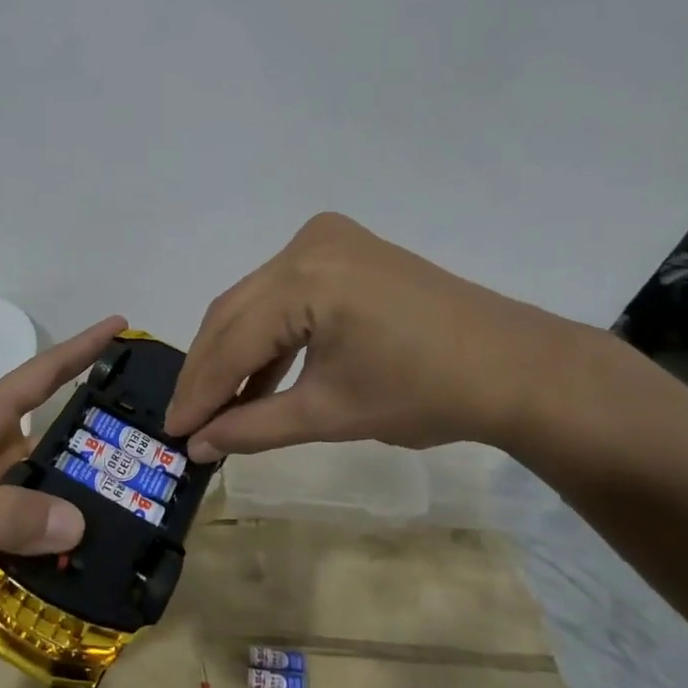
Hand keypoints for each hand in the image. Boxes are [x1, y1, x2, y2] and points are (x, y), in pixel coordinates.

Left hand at [0, 316, 124, 651]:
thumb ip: (2, 516)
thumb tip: (80, 521)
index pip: (37, 378)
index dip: (78, 349)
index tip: (121, 326)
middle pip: (57, 440)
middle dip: (102, 439)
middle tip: (161, 444)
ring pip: (52, 493)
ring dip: (89, 500)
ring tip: (147, 507)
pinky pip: (39, 539)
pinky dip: (67, 548)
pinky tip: (103, 559)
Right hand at [165, 213, 576, 459]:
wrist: (514, 366)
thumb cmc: (427, 394)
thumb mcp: (331, 414)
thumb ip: (253, 427)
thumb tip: (198, 447)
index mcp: (306, 278)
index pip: (233, 341)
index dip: (199, 391)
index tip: (173, 433)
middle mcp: (305, 245)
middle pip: (235, 313)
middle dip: (209, 371)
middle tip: (186, 421)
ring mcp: (325, 240)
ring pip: (255, 300)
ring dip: (235, 352)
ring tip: (215, 404)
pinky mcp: (341, 247)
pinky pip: (284, 291)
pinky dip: (269, 332)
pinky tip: (257, 375)